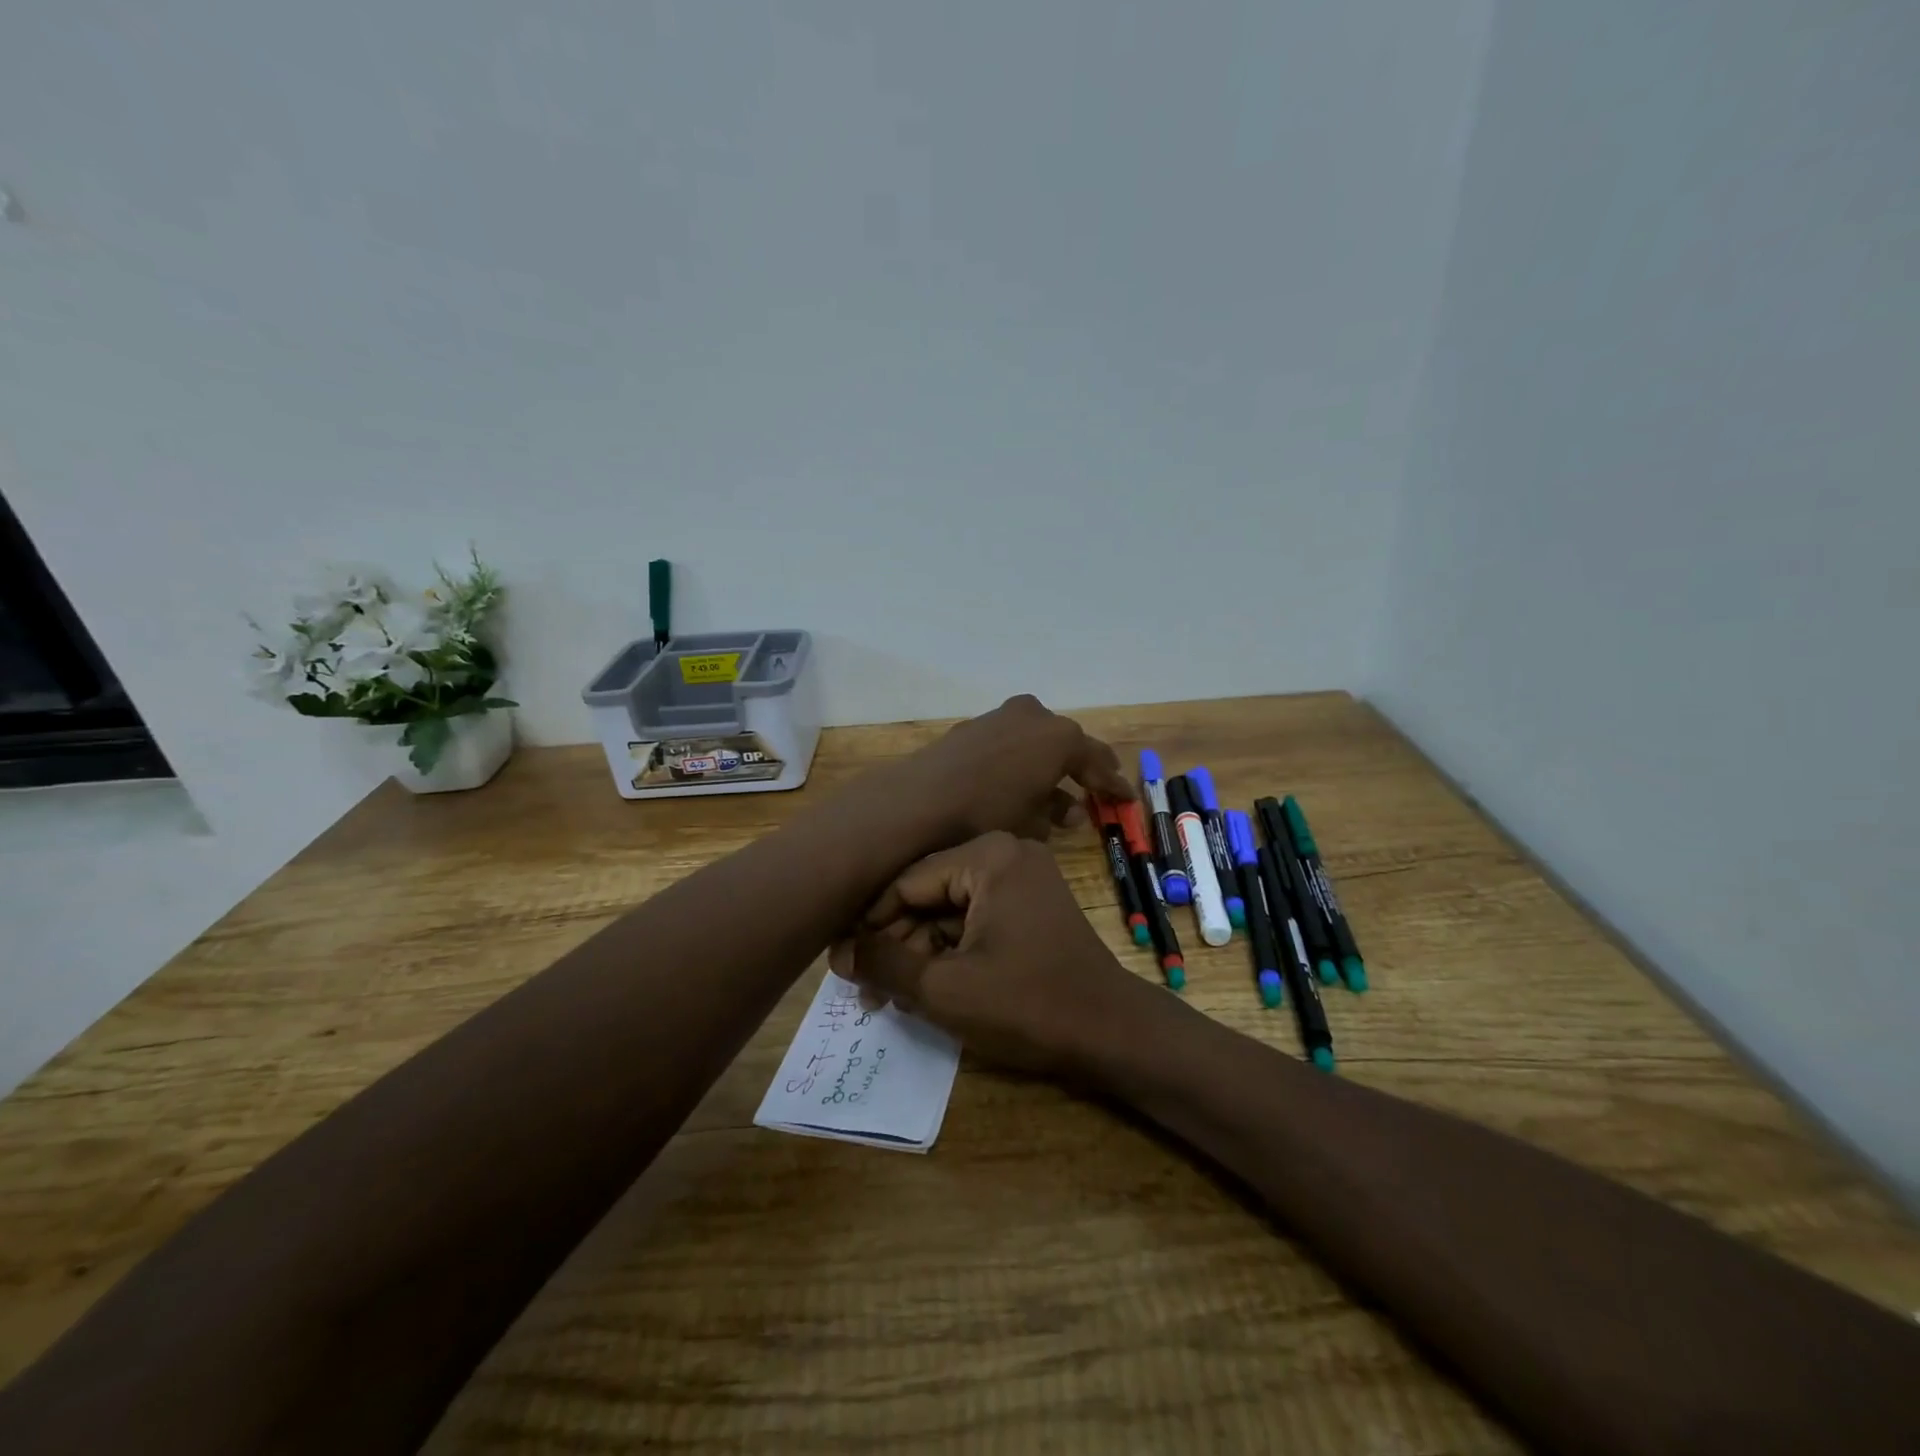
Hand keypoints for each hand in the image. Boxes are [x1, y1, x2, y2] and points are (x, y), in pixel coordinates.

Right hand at [828, 831, 1160, 1077]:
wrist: (1111, 1033)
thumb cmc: (1027, 1005)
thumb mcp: (944, 988)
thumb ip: (885, 963)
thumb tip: (839, 953)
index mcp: (989, 855)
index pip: (907, 882)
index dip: (870, 925)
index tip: (842, 965)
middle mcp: (1006, 852)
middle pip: (928, 894)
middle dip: (896, 944)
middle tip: (865, 992)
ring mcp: (1023, 877)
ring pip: (949, 910)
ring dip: (919, 951)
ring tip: (890, 998)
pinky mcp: (1031, 904)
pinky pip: (975, 918)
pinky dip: (950, 951)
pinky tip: (926, 987)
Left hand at [887, 694, 1131, 845]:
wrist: (920, 799)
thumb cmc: (986, 813)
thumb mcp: (1031, 822)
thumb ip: (1056, 813)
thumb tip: (1069, 812)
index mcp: (1059, 737)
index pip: (1097, 762)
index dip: (1113, 785)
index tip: (1127, 800)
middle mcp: (1033, 717)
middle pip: (1067, 745)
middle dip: (1082, 770)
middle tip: (1098, 790)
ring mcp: (1000, 717)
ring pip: (1036, 742)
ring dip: (1049, 768)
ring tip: (1058, 801)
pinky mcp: (973, 726)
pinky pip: (1010, 743)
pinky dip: (1021, 762)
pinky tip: (1019, 785)